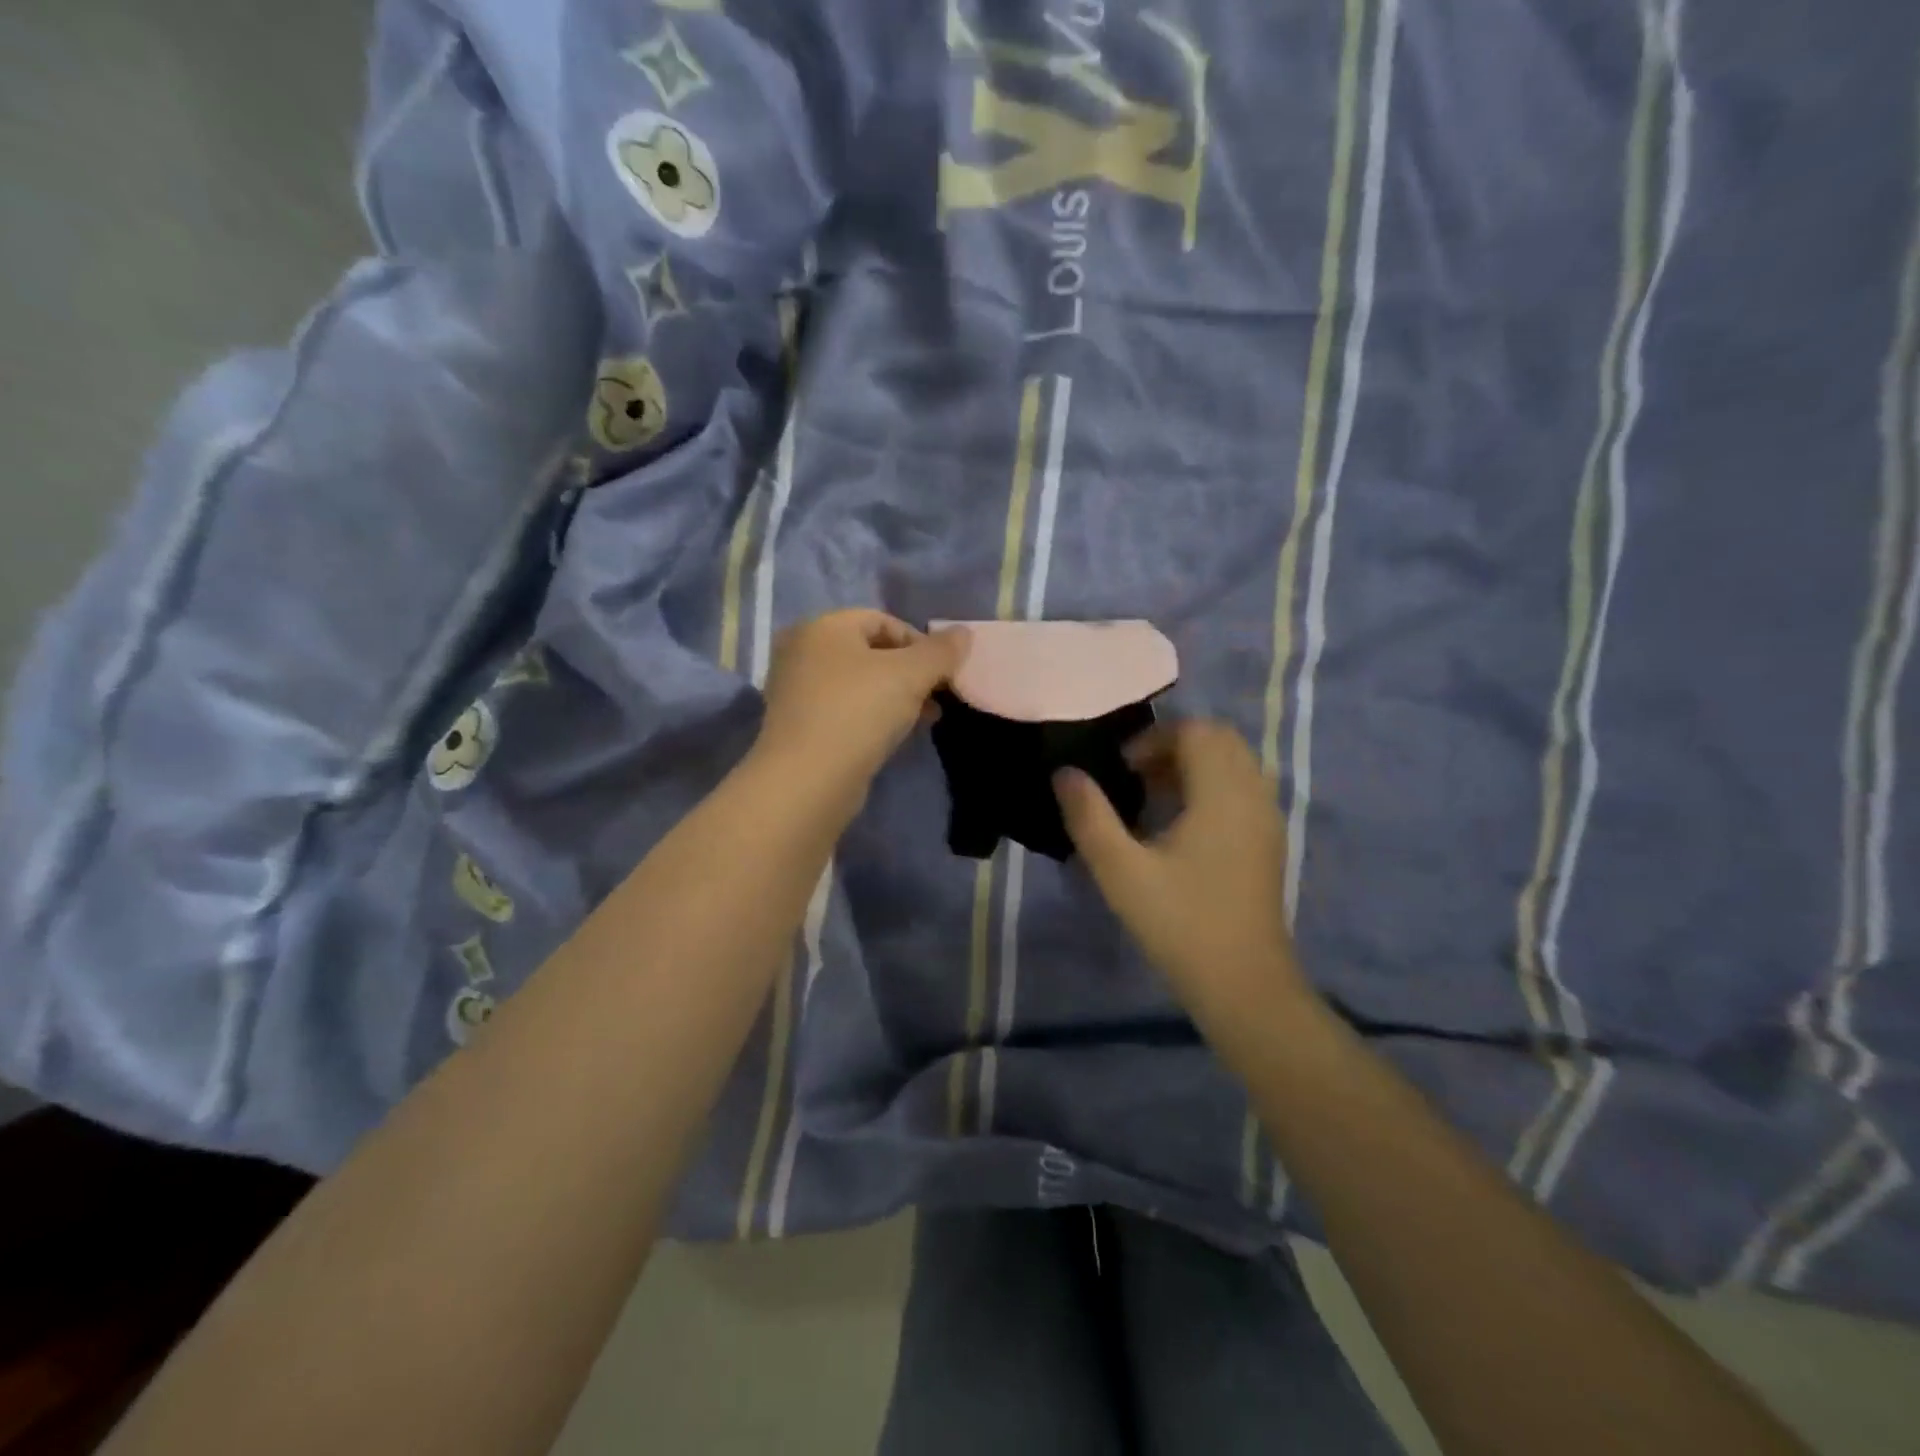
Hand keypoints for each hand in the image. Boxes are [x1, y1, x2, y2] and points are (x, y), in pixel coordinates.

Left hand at [754, 609, 967, 804]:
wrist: (807, 780)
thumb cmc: (859, 712)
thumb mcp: (910, 675)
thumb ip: (940, 652)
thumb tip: (963, 633)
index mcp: (822, 627)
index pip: (881, 620)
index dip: (919, 642)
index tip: (943, 672)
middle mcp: (802, 652)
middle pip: (870, 652)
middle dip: (910, 672)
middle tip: (937, 697)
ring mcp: (796, 691)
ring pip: (858, 684)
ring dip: (896, 697)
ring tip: (924, 719)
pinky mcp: (799, 727)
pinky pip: (844, 710)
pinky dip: (871, 717)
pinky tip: (894, 737)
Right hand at [1054, 720, 1307, 1019]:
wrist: (1244, 985)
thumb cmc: (1180, 923)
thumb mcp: (1121, 871)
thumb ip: (1089, 817)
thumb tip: (1065, 774)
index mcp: (1223, 794)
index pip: (1197, 731)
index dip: (1154, 739)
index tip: (1122, 770)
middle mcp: (1253, 795)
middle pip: (1219, 740)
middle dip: (1174, 746)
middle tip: (1136, 778)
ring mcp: (1267, 819)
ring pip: (1234, 764)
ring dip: (1193, 766)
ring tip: (1153, 800)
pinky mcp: (1269, 842)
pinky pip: (1242, 790)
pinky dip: (1211, 788)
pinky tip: (1181, 828)